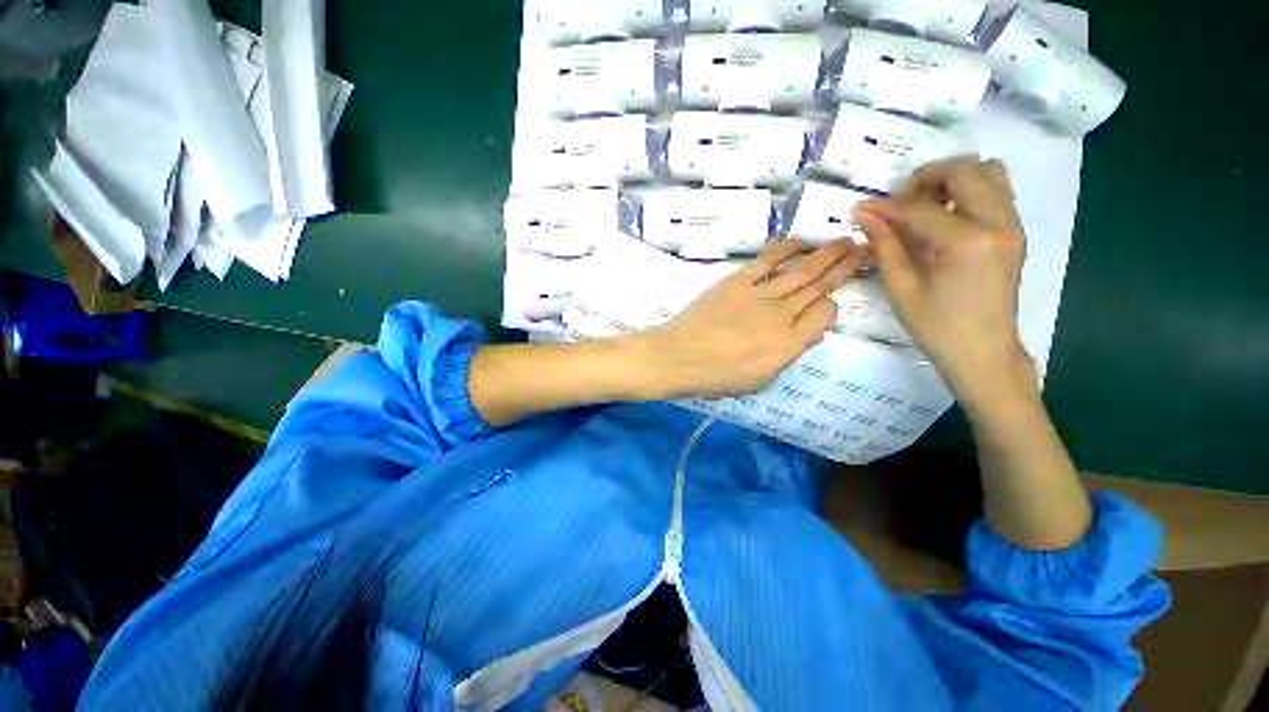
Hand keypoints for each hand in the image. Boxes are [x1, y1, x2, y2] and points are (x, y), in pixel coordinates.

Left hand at [638, 240, 869, 398]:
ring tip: (845, 241)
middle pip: (820, 287)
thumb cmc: (715, 377)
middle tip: (864, 250)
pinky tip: (802, 242)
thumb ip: (788, 356)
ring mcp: (758, 295)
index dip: (831, 308)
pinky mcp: (736, 282)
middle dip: (845, 268)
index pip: (825, 315)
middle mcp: (780, 316)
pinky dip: (788, 248)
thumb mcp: (758, 381)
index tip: (826, 306)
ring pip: (801, 269)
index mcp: (787, 345)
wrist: (676, 357)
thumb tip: (811, 334)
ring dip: (826, 254)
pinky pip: (768, 260)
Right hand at [853, 158, 1034, 404]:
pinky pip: (997, 191)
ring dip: (952, 179)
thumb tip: (864, 214)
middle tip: (898, 203)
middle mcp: (999, 223)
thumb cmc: (936, 326)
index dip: (887, 206)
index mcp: (968, 242)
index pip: (921, 208)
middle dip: (926, 179)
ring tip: (924, 205)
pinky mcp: (1015, 232)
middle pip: (965, 171)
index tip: (862, 208)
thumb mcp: (901, 288)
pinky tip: (946, 216)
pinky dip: (969, 191)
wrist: (983, 352)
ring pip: (988, 172)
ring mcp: (1013, 225)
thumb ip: (885, 245)